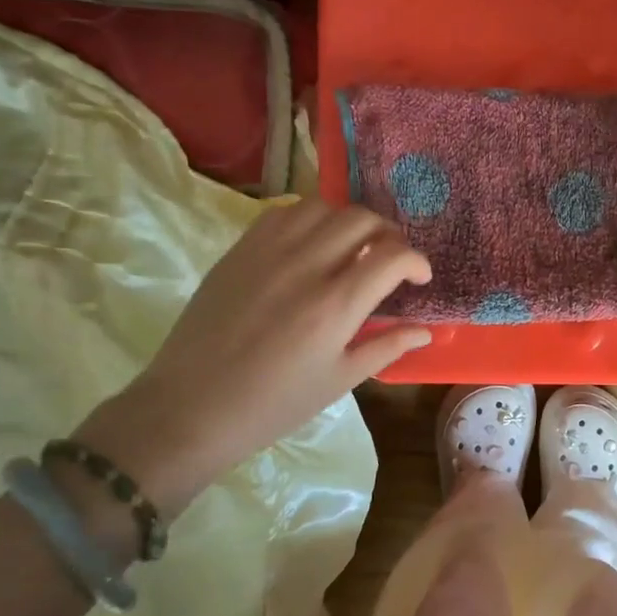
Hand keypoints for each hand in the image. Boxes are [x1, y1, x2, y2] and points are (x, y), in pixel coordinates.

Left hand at [73, 199, 430, 516]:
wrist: (190, 408)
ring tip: (351, 246)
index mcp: (335, 305)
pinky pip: (282, 213)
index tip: (419, 278)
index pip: (392, 256)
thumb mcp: (340, 380)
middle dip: (388, 234)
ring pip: (323, 207)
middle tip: (390, 259)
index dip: (416, 261)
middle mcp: (305, 267)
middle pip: (362, 220)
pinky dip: (309, 219)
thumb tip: (426, 330)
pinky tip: (311, 244)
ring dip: (348, 221)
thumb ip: (387, 347)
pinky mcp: (239, 251)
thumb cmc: (274, 404)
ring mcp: (267, 253)